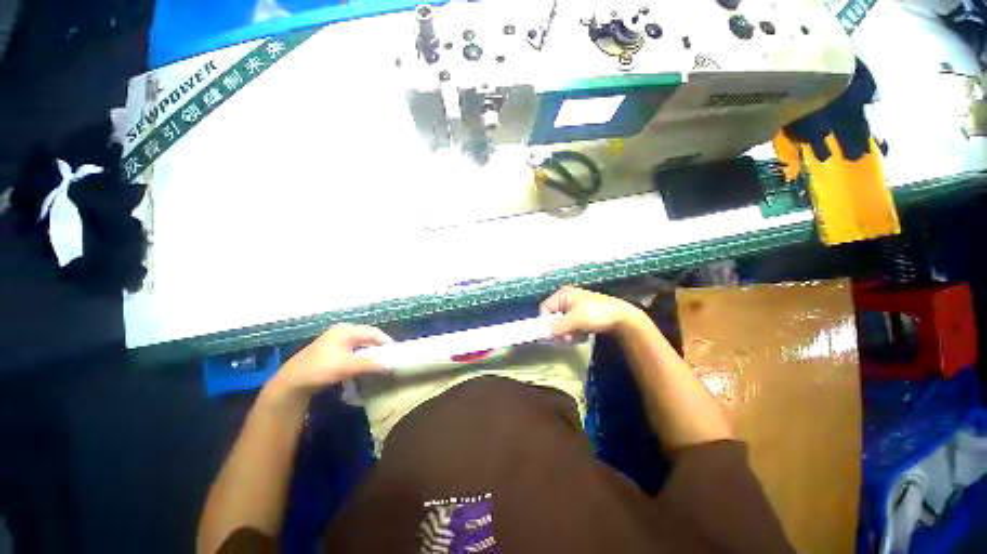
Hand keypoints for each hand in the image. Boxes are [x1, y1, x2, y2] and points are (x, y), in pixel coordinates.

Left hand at [268, 324, 392, 397]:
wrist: (292, 382)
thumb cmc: (320, 368)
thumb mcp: (347, 366)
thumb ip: (370, 364)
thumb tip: (390, 365)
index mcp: (347, 330)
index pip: (374, 332)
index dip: (386, 342)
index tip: (396, 353)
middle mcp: (343, 331)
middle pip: (368, 336)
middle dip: (379, 347)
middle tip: (389, 358)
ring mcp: (336, 340)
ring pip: (361, 344)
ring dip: (371, 352)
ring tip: (379, 362)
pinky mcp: (332, 350)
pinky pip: (354, 350)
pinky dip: (362, 356)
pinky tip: (364, 365)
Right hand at [540, 286, 642, 338]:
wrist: (623, 319)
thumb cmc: (597, 314)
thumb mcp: (575, 320)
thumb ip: (557, 327)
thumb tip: (542, 333)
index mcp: (563, 294)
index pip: (545, 308)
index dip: (546, 322)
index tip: (552, 335)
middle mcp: (567, 298)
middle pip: (553, 316)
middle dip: (559, 329)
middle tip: (567, 337)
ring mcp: (575, 306)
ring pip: (562, 323)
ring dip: (567, 332)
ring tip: (577, 336)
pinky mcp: (582, 315)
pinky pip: (571, 325)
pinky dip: (574, 332)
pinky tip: (583, 335)